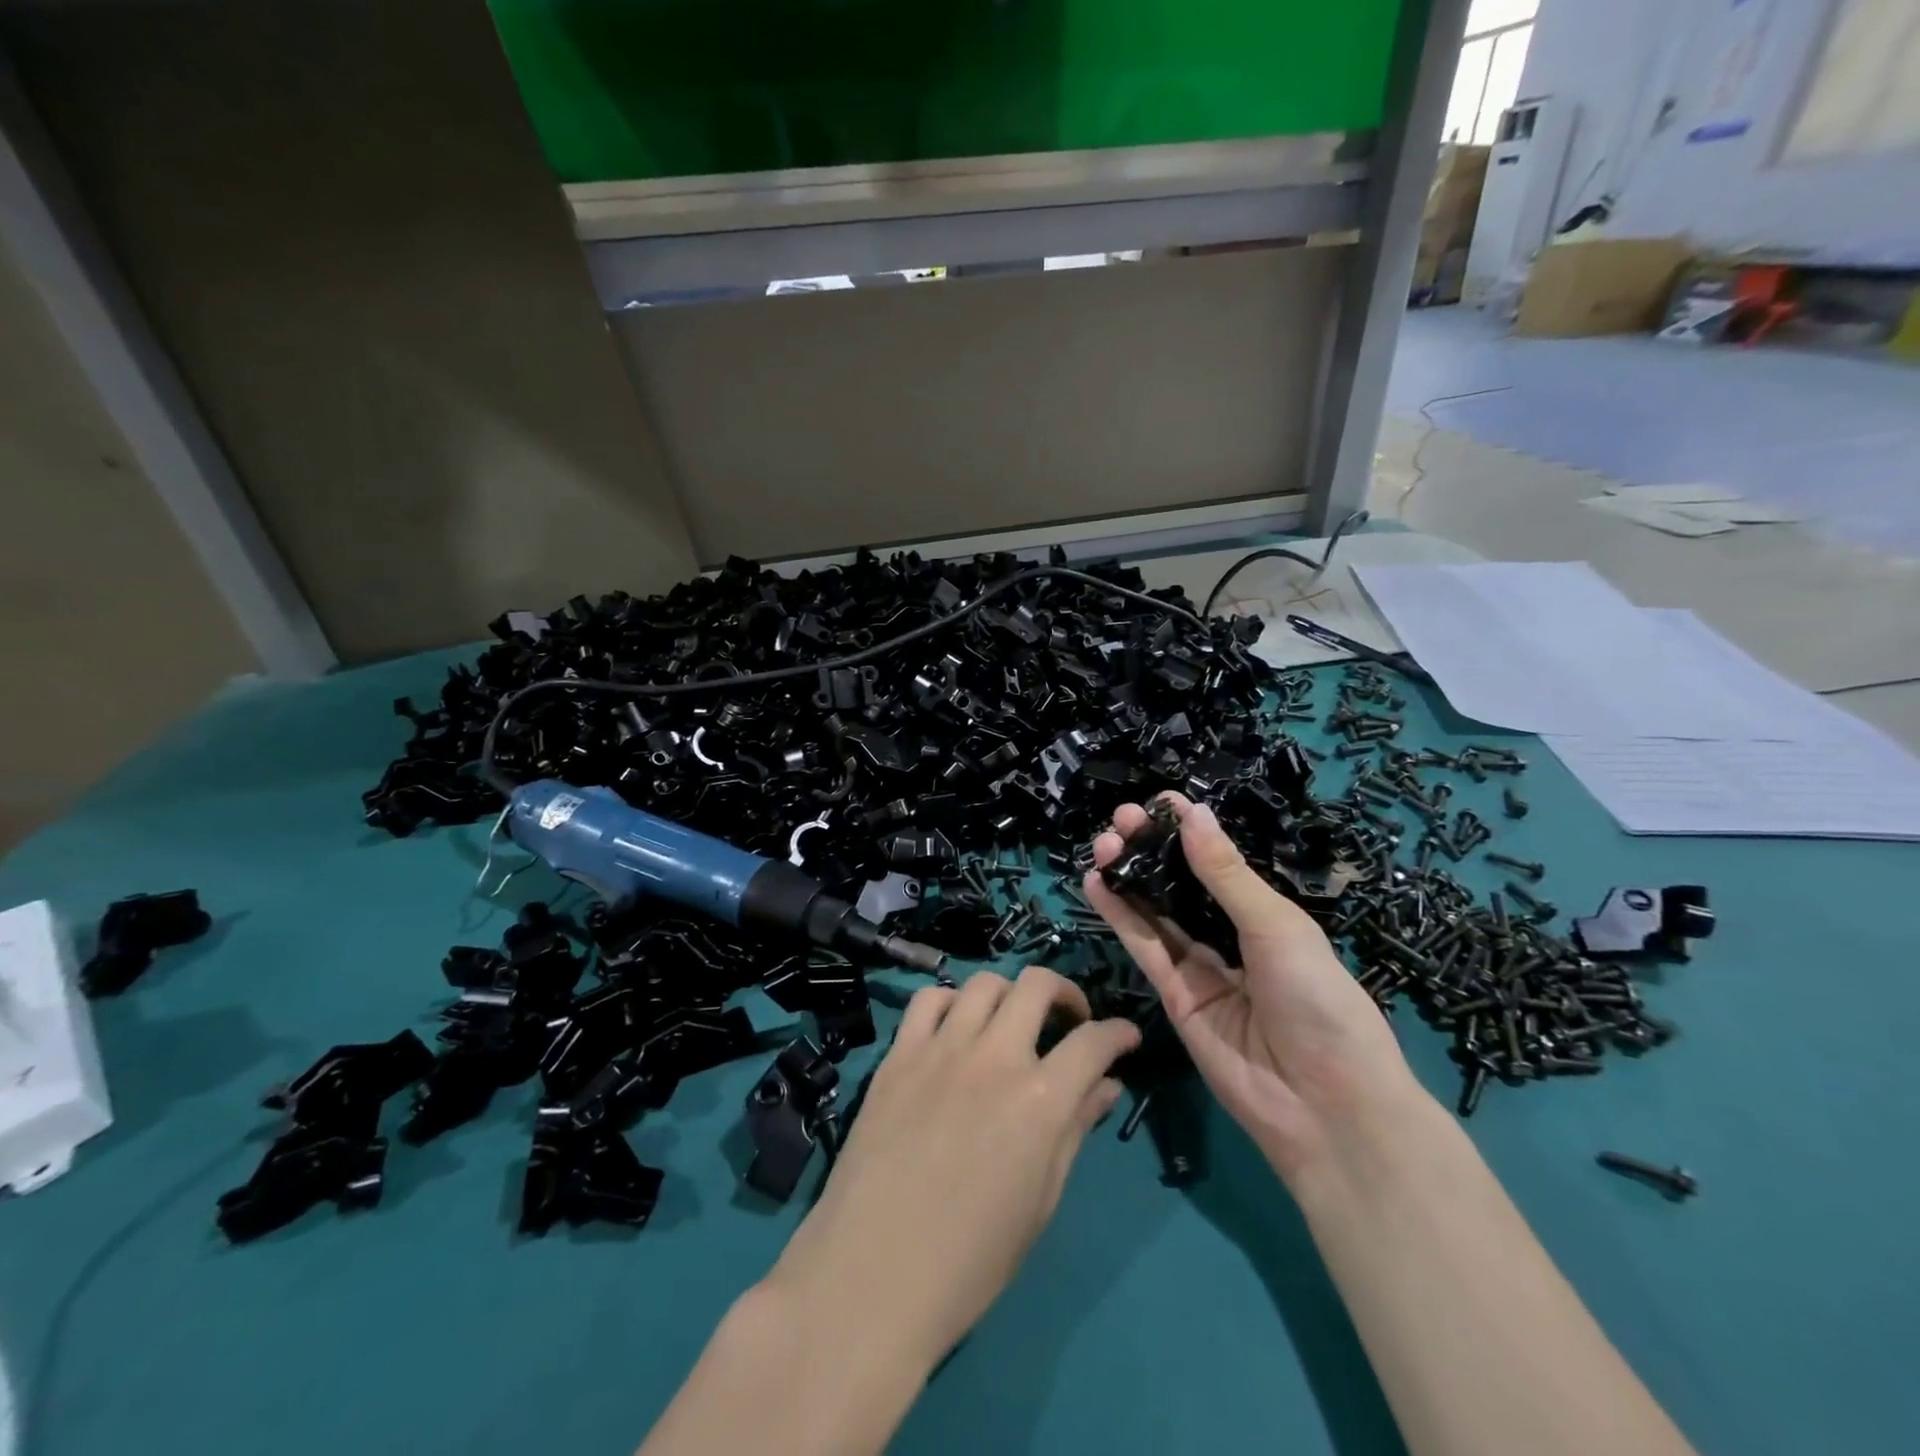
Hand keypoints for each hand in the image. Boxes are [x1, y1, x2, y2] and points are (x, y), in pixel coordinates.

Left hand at [763, 967, 1140, 1368]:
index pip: (1092, 1042)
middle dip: (1066, 992)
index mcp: (1039, 1100)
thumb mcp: (1041, 1200)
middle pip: (1037, 986)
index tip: (1126, 1037)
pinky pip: (928, 1000)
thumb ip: (1074, 1129)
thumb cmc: (972, 1257)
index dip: (1118, 1033)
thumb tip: (1106, 1086)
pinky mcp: (898, 1054)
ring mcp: (941, 1049)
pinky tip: (956, 1026)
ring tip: (1012, 1022)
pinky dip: (951, 1002)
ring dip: (1009, 994)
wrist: (874, 1273)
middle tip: (1071, 1019)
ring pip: (984, 983)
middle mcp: (994, 1058)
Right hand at [1085, 794, 1427, 1183]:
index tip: (1158, 801)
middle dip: (1151, 850)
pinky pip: (1145, 949)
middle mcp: (1230, 937)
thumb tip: (1193, 813)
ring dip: (1129, 877)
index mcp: (1266, 916)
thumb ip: (1226, 874)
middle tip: (1121, 819)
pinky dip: (1120, 916)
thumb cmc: (1318, 1000)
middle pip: (1180, 885)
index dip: (1188, 832)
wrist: (1324, 1105)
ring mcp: (1200, 969)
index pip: (1218, 864)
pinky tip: (1098, 884)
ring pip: (1156, 913)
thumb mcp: (1276, 926)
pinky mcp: (1174, 997)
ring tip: (1103, 844)